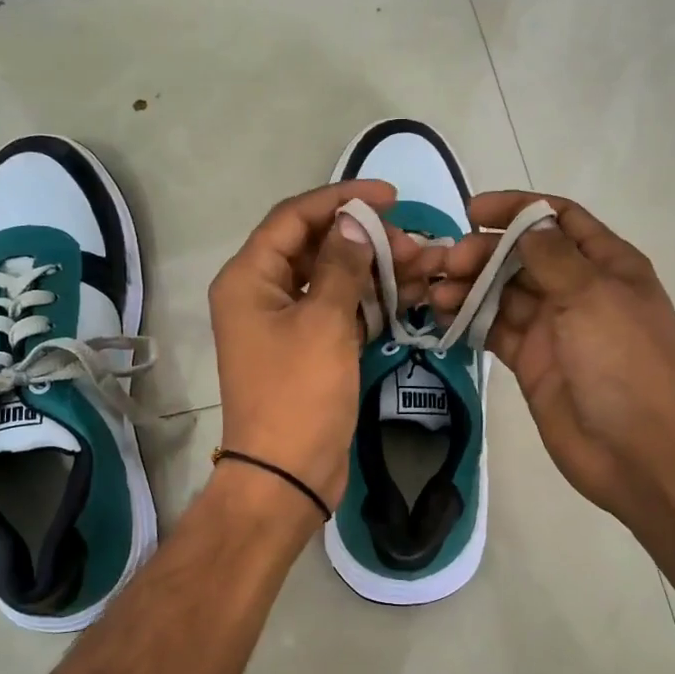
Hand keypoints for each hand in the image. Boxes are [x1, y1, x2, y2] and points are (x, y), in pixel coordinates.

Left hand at [210, 181, 442, 513]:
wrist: (287, 475)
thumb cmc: (299, 394)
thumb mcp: (324, 323)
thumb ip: (342, 265)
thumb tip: (355, 222)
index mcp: (249, 278)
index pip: (294, 218)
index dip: (341, 200)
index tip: (390, 198)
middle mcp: (261, 293)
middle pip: (316, 247)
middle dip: (367, 240)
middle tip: (416, 245)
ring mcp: (285, 323)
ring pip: (333, 280)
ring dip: (375, 271)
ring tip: (425, 267)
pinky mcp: (308, 349)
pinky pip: (339, 311)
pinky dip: (370, 302)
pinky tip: (409, 295)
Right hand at [433, 192, 674, 523]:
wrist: (635, 450)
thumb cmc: (622, 363)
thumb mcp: (592, 296)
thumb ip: (553, 256)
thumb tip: (526, 224)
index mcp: (607, 265)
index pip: (559, 219)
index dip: (518, 209)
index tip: (473, 211)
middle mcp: (578, 290)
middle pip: (523, 256)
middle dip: (483, 253)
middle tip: (447, 263)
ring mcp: (553, 328)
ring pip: (503, 294)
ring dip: (469, 287)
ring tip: (435, 291)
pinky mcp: (531, 361)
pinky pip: (495, 330)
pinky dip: (469, 320)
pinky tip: (441, 315)